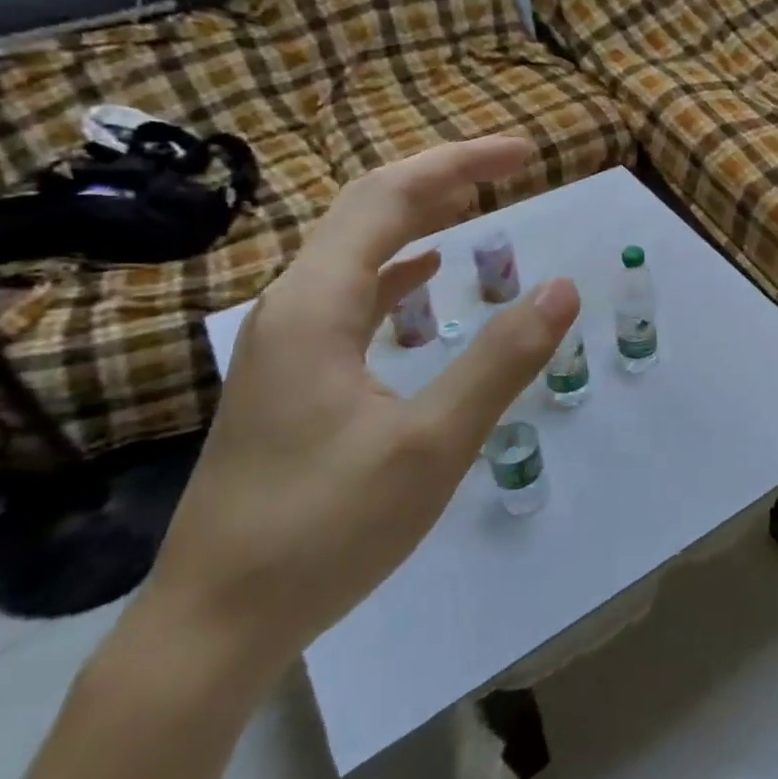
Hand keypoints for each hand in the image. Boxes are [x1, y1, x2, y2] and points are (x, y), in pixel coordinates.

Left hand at [139, 138, 579, 688]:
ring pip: (355, 251)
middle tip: (510, 169)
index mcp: (317, 304)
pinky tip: (422, 278)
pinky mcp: (290, 376)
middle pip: (367, 210)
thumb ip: (500, 360)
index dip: (459, 163)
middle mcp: (292, 306)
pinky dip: (394, 270)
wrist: (214, 624)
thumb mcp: (431, 445)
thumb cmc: (323, 530)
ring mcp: (285, 342)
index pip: (390, 195)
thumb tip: (564, 289)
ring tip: (475, 206)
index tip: (524, 154)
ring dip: (417, 219)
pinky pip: (349, 294)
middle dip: (442, 180)